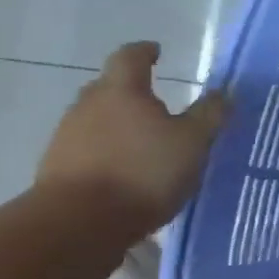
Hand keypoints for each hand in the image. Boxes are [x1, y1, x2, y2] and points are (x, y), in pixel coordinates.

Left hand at [37, 42, 228, 230]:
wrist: (75, 227)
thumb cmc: (142, 173)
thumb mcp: (192, 143)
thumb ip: (209, 114)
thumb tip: (224, 91)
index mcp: (121, 90)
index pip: (130, 56)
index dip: (144, 52)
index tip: (156, 52)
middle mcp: (88, 106)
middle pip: (107, 87)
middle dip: (129, 91)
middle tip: (152, 101)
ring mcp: (65, 139)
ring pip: (93, 120)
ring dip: (114, 125)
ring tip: (139, 143)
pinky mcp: (54, 171)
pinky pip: (83, 151)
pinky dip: (102, 154)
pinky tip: (119, 173)